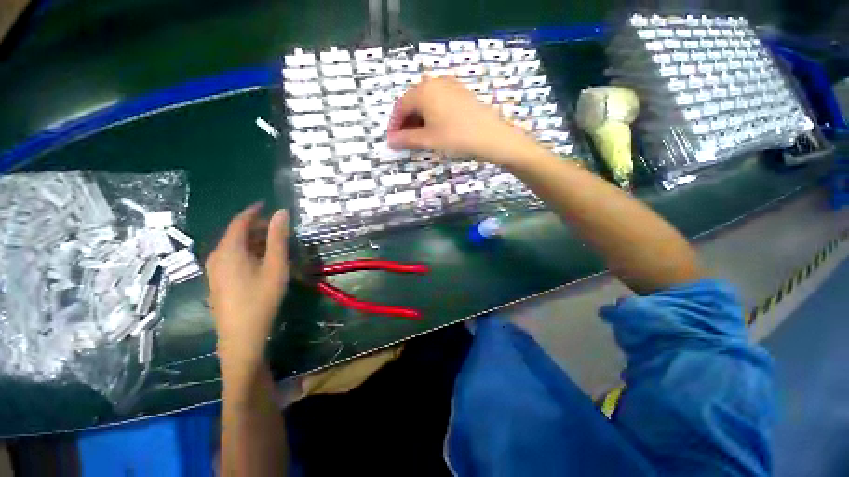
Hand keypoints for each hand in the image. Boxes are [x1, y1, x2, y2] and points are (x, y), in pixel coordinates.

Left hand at [205, 203, 289, 373]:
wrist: (242, 336)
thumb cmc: (261, 297)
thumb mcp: (275, 265)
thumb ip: (278, 237)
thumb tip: (282, 212)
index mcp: (229, 249)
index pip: (239, 221)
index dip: (254, 211)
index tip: (267, 204)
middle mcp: (216, 256)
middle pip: (236, 234)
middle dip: (257, 227)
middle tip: (279, 228)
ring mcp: (214, 270)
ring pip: (234, 247)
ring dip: (253, 241)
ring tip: (274, 243)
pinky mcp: (217, 281)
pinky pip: (231, 258)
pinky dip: (247, 252)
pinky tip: (262, 261)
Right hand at [387, 76, 537, 165]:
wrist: (490, 136)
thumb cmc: (455, 137)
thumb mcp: (428, 140)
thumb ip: (406, 139)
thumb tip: (390, 141)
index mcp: (423, 91)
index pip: (400, 106)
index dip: (394, 124)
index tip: (393, 140)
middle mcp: (434, 81)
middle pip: (412, 101)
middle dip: (406, 121)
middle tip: (405, 140)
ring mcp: (450, 85)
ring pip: (426, 101)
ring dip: (418, 118)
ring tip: (419, 136)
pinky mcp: (460, 92)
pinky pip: (439, 100)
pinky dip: (432, 114)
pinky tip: (435, 127)